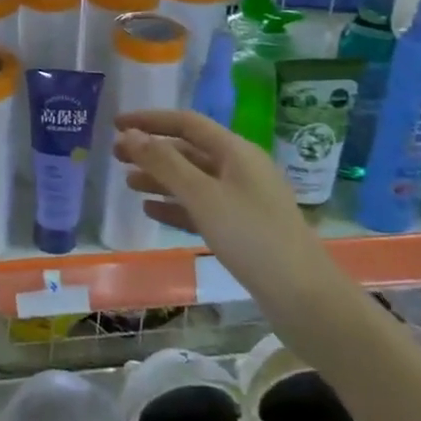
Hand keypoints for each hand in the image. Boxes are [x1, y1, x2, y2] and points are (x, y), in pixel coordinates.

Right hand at [115, 109, 331, 327]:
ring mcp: (243, 200)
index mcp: (235, 151)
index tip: (116, 124)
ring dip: (160, 178)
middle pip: (188, 150)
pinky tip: (151, 211)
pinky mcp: (243, 229)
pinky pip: (202, 207)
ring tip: (128, 183)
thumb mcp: (203, 196)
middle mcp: (240, 169)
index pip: (186, 123)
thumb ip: (164, 164)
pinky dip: (176, 206)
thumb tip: (129, 134)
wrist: (305, 299)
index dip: (150, 120)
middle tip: (115, 156)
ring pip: (193, 180)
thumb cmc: (252, 238)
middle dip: (152, 150)